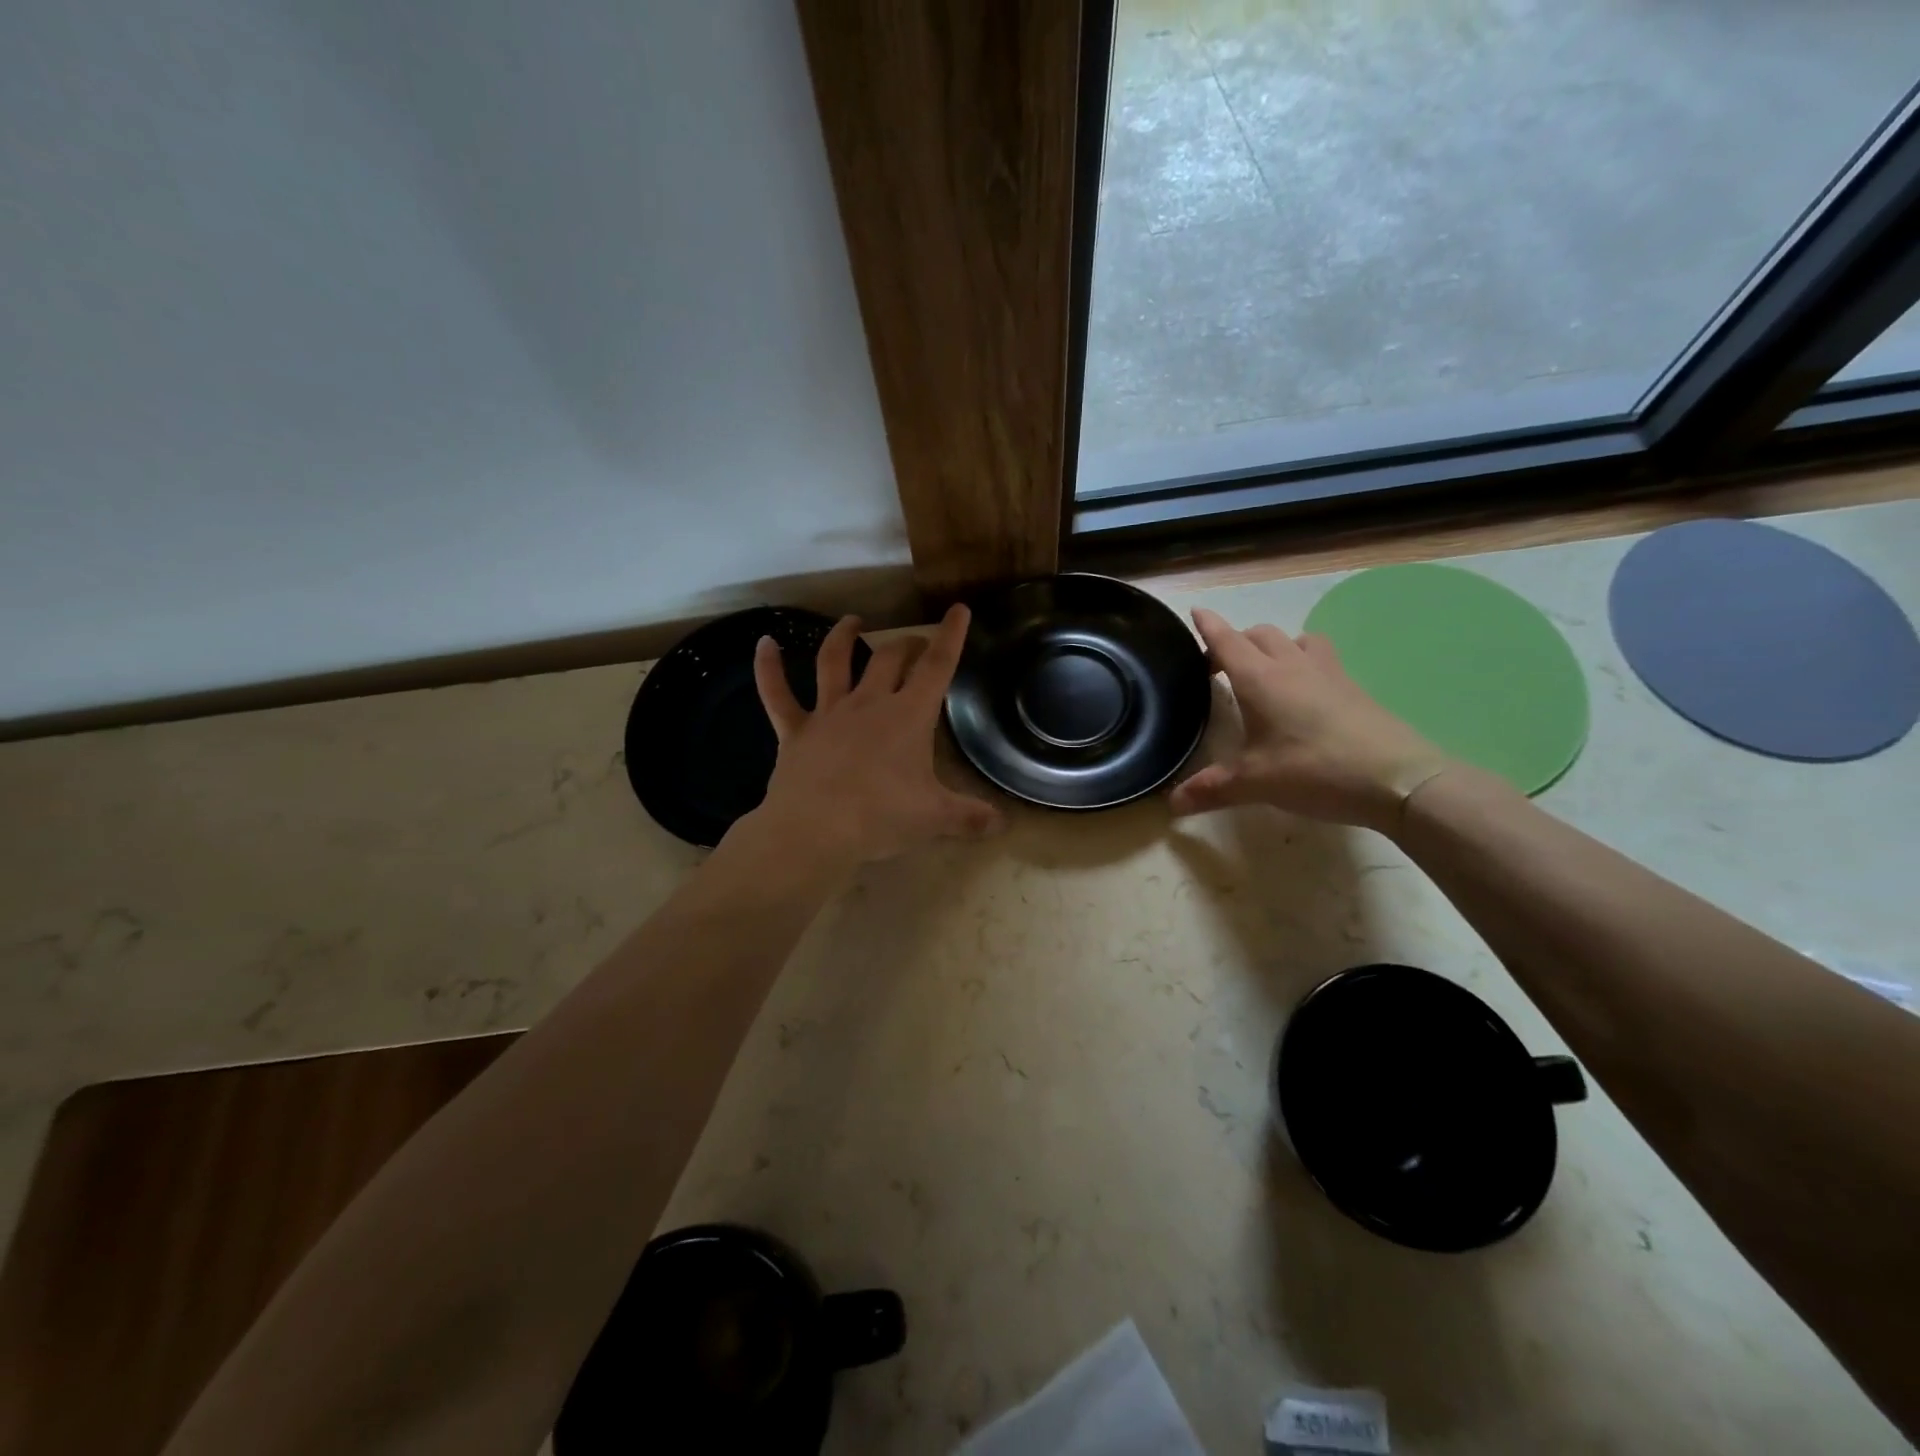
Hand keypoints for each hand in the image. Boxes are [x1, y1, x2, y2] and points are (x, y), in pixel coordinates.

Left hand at [739, 604, 1002, 867]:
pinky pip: (777, 694)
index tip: (958, 609)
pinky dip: (768, 668)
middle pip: (889, 659)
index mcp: (908, 716)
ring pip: (834, 662)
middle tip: (915, 643)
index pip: (937, 668)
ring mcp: (828, 713)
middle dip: (906, 645)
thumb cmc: (881, 817)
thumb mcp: (934, 818)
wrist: (815, 830)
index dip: (950, 637)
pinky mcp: (795, 731)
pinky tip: (764, 643)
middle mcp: (869, 703)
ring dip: (844, 638)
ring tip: (853, 621)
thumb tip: (1003, 824)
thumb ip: (970, 817)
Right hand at [1169, 607, 1450, 832]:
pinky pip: (1320, 657)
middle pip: (1259, 634)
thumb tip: (1170, 804)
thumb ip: (1210, 789)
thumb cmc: (1314, 771)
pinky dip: (1303, 661)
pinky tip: (1304, 692)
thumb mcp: (1254, 783)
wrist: (1397, 779)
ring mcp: (1328, 673)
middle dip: (1236, 641)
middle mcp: (1291, 666)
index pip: (1227, 641)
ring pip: (1294, 639)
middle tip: (1220, 668)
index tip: (1196, 612)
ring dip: (1274, 646)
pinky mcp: (1353, 687)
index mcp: (1259, 679)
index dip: (1208, 626)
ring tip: (1266, 672)